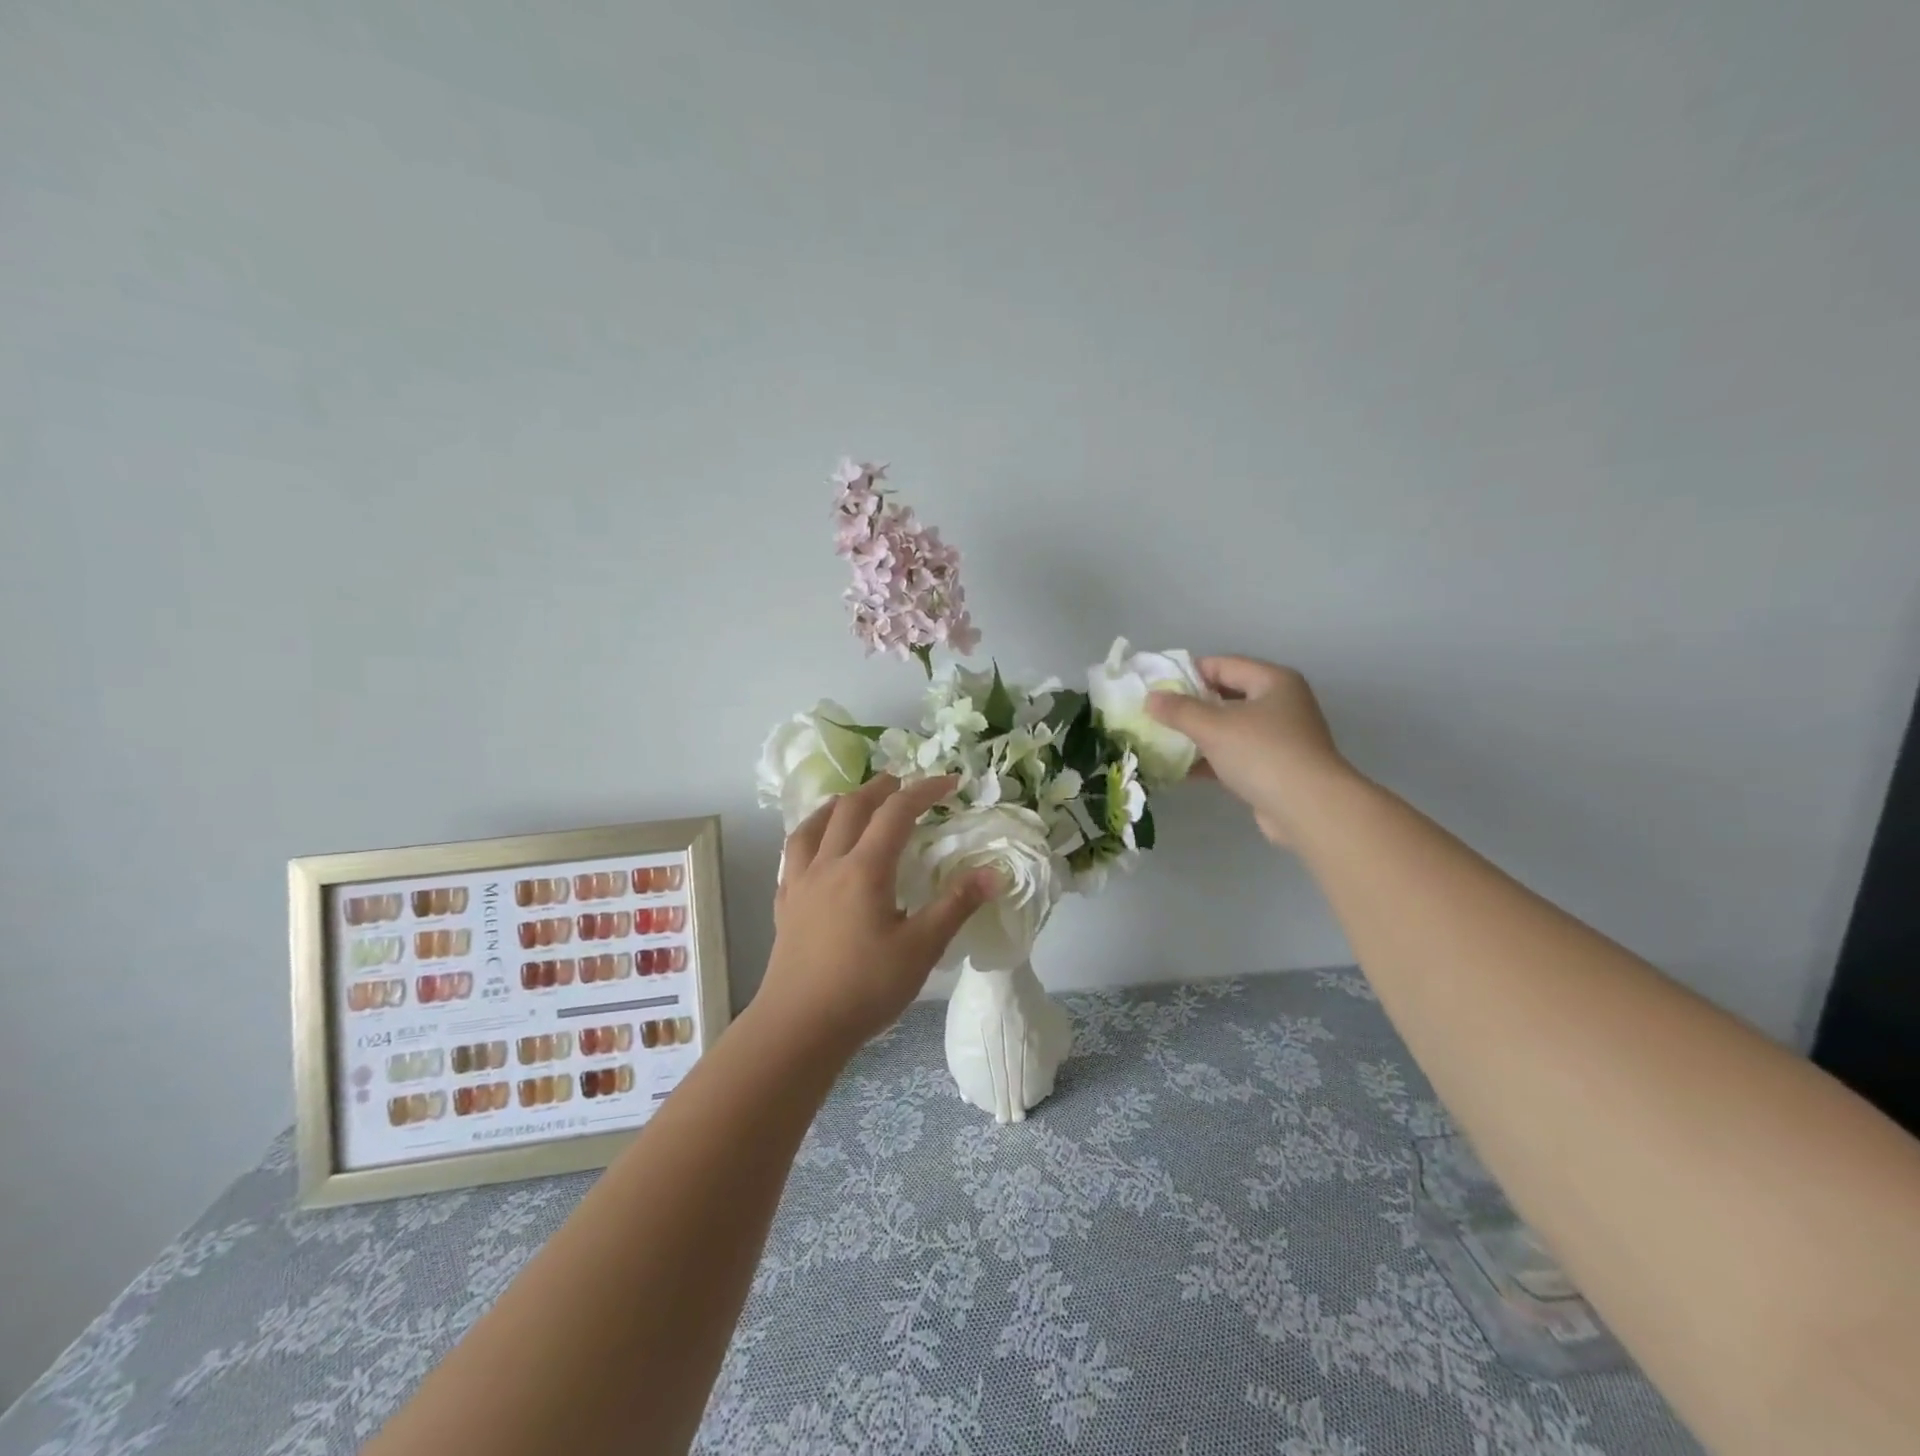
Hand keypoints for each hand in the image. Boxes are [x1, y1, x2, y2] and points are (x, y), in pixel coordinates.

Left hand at [759, 774, 996, 1056]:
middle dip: (880, 788)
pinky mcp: (785, 903)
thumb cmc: (865, 988)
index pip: (896, 813)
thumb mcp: (921, 949)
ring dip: (839, 804)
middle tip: (903, 782)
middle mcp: (829, 864)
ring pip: (815, 825)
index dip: (924, 791)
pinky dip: (811, 834)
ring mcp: (801, 882)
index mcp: (865, 869)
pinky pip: (794, 853)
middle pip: (852, 808)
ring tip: (854, 800)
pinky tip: (817, 847)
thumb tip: (993, 872)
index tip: (950, 783)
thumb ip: (955, 905)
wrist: (799, 1027)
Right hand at [1145, 655, 1353, 846]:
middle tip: (1155, 714)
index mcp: (1273, 681)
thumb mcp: (1213, 727)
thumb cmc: (1262, 754)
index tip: (1155, 687)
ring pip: (1228, 728)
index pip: (1222, 664)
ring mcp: (1278, 738)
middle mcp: (1280, 704)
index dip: (1187, 673)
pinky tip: (1179, 770)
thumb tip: (1150, 698)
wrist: (1308, 810)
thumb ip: (1179, 710)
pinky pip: (1233, 756)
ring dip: (1197, 735)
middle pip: (1225, 696)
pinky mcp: (1272, 769)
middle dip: (1190, 706)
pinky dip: (1209, 760)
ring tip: (1160, 740)